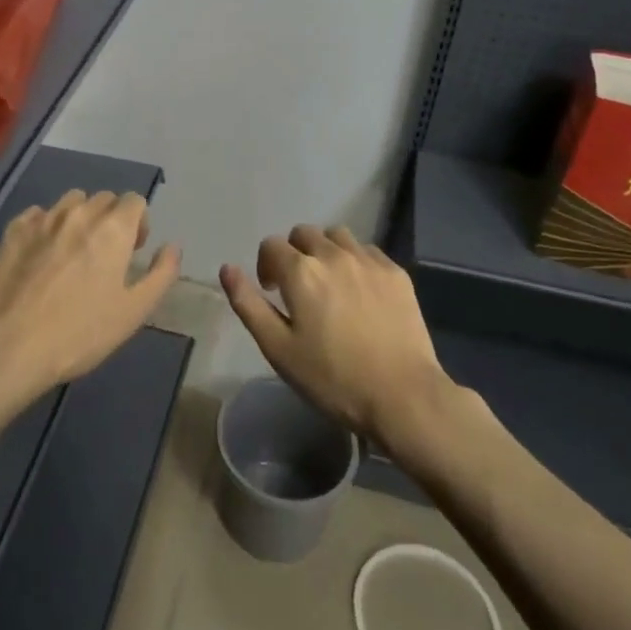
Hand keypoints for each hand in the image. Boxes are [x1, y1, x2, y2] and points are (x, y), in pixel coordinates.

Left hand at [0, 190, 181, 402]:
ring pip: (71, 201)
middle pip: (104, 198)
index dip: (139, 222)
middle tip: (106, 255)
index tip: (133, 251)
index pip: (134, 200)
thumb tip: (172, 246)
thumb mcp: (134, 311)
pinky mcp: (14, 230)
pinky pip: (38, 214)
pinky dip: (47, 225)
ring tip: (74, 251)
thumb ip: (161, 274)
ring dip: (80, 217)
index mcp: (113, 228)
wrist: (12, 344)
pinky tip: (42, 254)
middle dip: (111, 219)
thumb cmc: (81, 332)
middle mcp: (79, 213)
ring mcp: (43, 218)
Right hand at [220, 226, 452, 449]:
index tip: (272, 292)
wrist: (403, 396)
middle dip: (295, 253)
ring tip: (330, 282)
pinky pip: (367, 251)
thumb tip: (227, 268)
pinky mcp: (396, 273)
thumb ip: (248, 304)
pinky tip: (360, 290)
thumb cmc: (333, 378)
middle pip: (304, 233)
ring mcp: (368, 261)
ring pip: (337, 236)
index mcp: (300, 271)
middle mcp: (333, 254)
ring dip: (325, 250)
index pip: (272, 245)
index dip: (266, 265)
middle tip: (299, 287)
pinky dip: (355, 260)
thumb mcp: (278, 349)